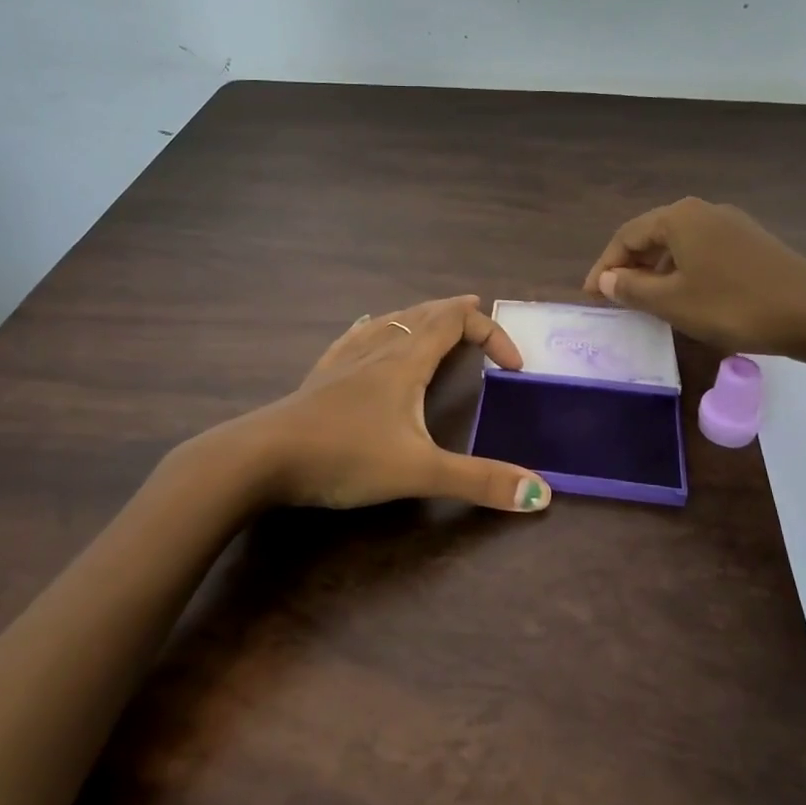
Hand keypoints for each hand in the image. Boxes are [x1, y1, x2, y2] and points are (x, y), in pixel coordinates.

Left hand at [238, 295, 550, 513]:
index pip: (456, 323)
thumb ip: (480, 481)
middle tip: (477, 311)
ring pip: (390, 321)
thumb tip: (542, 493)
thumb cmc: (345, 456)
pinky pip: (356, 335)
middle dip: (456, 312)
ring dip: (420, 316)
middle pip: (425, 314)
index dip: (491, 334)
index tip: (514, 366)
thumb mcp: (419, 471)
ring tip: (433, 319)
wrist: (263, 457)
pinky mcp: (321, 375)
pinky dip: (376, 325)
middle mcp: (379, 349)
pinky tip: (366, 326)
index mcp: (406, 361)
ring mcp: (345, 359)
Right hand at [584, 198, 805, 358]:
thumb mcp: (673, 302)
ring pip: (679, 244)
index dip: (604, 266)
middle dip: (629, 266)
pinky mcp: (752, 243)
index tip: (591, 296)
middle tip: (614, 297)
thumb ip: (632, 289)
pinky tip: (686, 296)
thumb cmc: (734, 306)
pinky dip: (683, 271)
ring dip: (656, 270)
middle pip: (652, 235)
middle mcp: (703, 211)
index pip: (626, 236)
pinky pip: (703, 252)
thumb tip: (606, 279)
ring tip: (646, 301)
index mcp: (679, 217)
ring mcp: (731, 224)